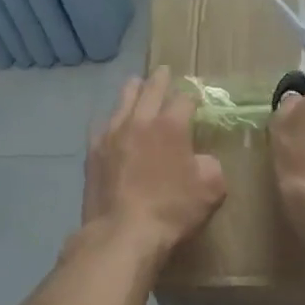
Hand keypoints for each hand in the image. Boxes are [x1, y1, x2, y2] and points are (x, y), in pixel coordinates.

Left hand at [82, 67, 227, 258]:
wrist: (123, 232)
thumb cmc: (172, 210)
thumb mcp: (210, 189)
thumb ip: (210, 166)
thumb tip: (201, 159)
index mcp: (171, 125)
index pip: (184, 99)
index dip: (193, 96)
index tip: (196, 97)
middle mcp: (139, 121)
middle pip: (151, 89)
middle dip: (160, 79)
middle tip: (164, 71)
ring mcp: (111, 134)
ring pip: (123, 101)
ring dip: (133, 91)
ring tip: (136, 84)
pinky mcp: (93, 152)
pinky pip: (102, 125)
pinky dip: (111, 119)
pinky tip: (112, 123)